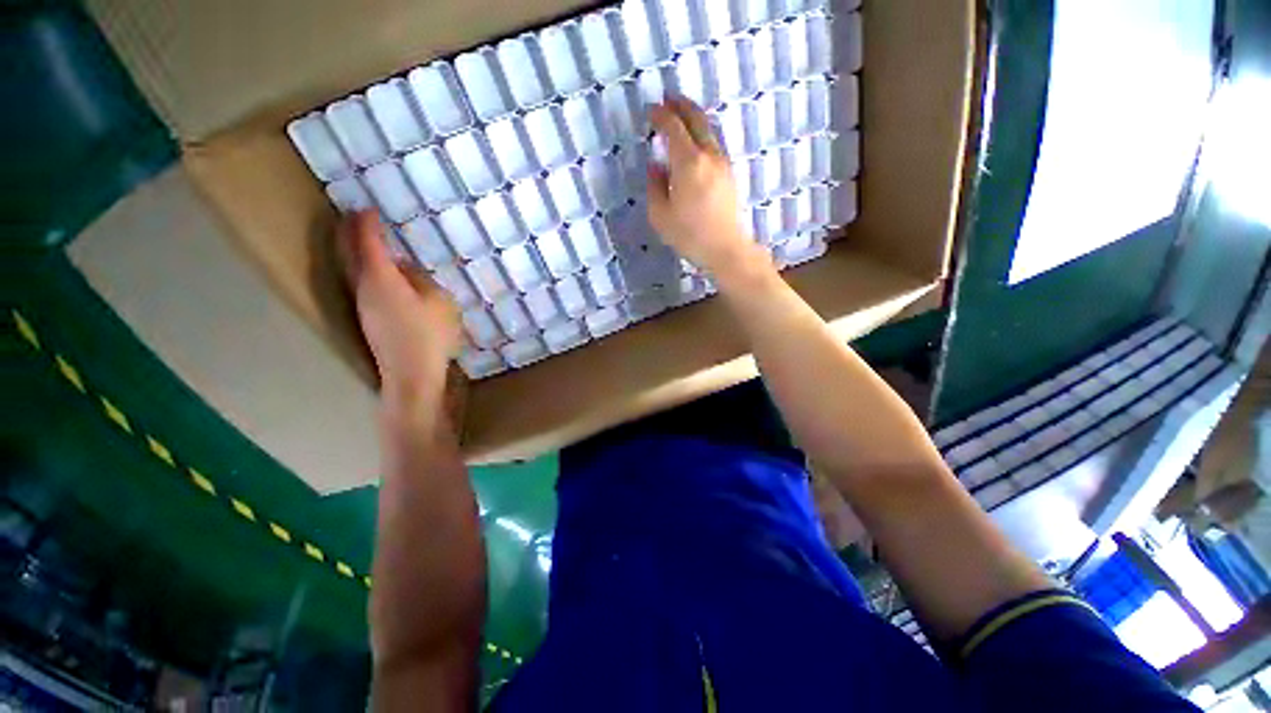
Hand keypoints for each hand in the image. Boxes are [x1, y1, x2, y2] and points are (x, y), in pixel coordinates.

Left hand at [339, 211, 460, 405]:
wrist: (412, 373)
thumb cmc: (430, 335)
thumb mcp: (439, 301)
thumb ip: (421, 280)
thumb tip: (405, 270)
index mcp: (381, 279)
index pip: (368, 243)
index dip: (367, 224)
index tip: (368, 208)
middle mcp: (363, 288)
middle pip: (349, 254)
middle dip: (350, 233)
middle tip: (354, 216)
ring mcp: (362, 305)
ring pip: (352, 269)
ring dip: (355, 251)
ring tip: (366, 240)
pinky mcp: (368, 318)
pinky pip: (361, 283)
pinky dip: (364, 269)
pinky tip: (380, 272)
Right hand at [647, 96, 769, 282]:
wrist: (726, 249)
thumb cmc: (690, 236)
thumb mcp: (661, 216)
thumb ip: (655, 187)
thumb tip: (656, 167)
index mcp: (688, 163)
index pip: (673, 128)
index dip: (660, 116)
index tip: (650, 110)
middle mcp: (708, 155)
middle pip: (697, 119)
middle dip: (681, 105)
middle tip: (668, 99)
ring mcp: (723, 163)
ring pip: (709, 130)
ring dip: (694, 118)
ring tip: (681, 117)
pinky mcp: (730, 174)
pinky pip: (714, 144)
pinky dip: (702, 134)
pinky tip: (695, 143)